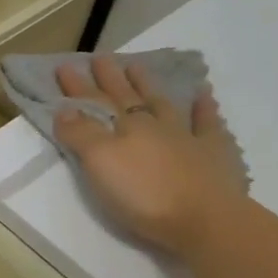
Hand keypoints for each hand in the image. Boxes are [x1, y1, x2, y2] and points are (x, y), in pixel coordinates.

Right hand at [53, 54, 248, 256]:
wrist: (205, 219)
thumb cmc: (144, 193)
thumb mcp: (100, 163)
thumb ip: (81, 134)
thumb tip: (64, 108)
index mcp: (126, 127)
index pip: (95, 102)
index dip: (78, 86)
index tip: (63, 66)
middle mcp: (155, 125)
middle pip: (128, 97)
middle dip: (111, 79)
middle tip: (101, 58)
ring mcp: (187, 137)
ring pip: (165, 104)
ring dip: (150, 86)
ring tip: (139, 68)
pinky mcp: (213, 155)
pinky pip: (208, 124)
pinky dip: (204, 108)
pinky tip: (204, 95)